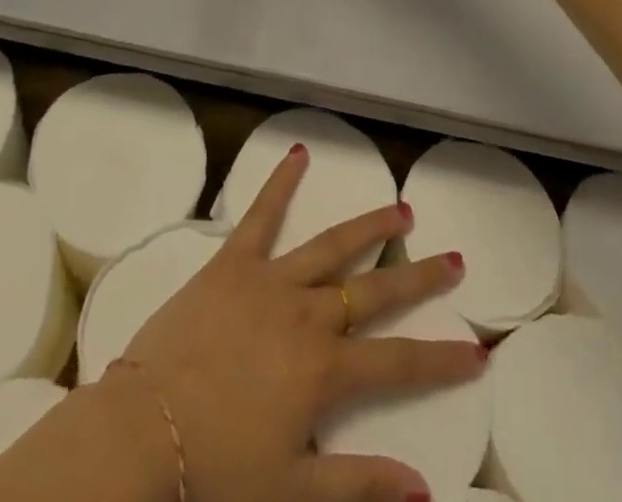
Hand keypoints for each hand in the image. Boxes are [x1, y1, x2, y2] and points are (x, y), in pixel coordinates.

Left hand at [110, 145, 480, 501]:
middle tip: (454, 258)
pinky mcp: (232, 262)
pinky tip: (299, 153)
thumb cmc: (217, 466)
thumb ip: (360, 484)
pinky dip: (280, 183)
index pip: (399, 363)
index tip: (478, 349)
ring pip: (331, 246)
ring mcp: (270, 280)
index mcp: (324, 369)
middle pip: (374, 290)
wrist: (143, 430)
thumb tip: (424, 489)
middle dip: (418, 277)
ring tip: (400, 208)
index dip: (441, 358)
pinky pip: (260, 215)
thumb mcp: (293, 491)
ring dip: (369, 226)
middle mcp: (306, 313)